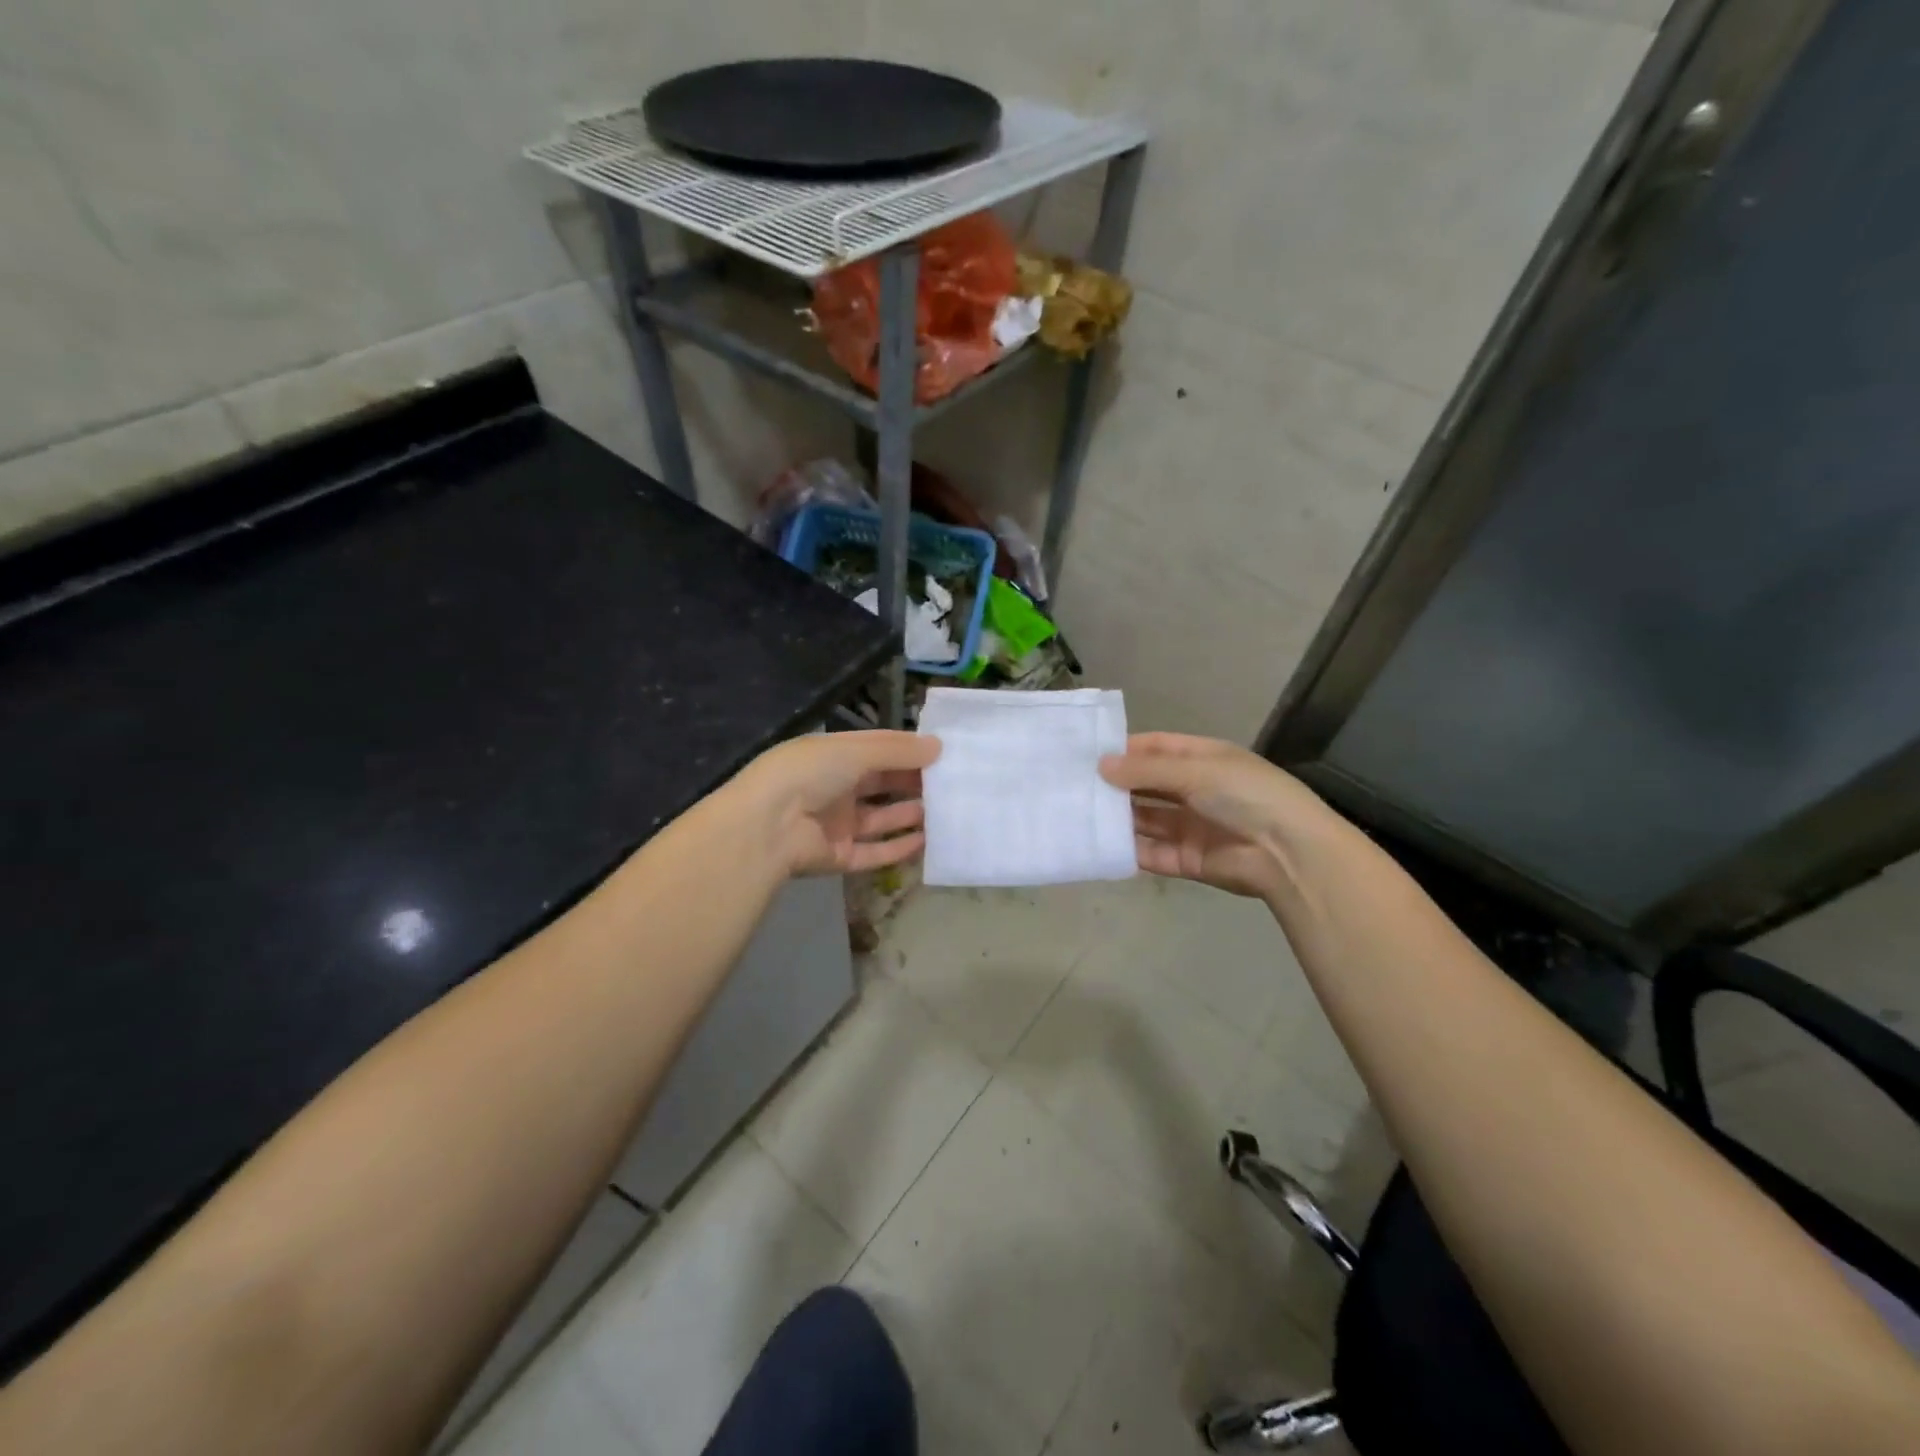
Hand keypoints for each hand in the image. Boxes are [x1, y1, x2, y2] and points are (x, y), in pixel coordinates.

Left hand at [735, 731, 941, 876]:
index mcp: (831, 756)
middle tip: (951, 782)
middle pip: (881, 783)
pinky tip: (926, 841)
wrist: (766, 827)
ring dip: (910, 814)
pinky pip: (873, 852)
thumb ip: (897, 751)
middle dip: (913, 781)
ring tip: (946, 810)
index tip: (942, 752)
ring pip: (880, 819)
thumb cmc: (808, 774)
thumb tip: (938, 747)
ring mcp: (835, 824)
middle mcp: (833, 788)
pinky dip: (898, 848)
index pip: (876, 749)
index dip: (907, 749)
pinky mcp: (837, 857)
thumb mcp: (854, 751)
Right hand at [1099, 732, 1328, 898]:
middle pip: (1147, 785)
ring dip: (1118, 817)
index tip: (1087, 753)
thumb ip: (1146, 771)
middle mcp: (1195, 790)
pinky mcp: (1186, 860)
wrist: (1288, 854)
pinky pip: (1151, 852)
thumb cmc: (1246, 795)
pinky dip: (1128, 849)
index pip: (1157, 748)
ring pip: (1145, 819)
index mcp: (1204, 760)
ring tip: (1079, 813)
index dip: (1125, 749)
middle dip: (1116, 785)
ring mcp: (1190, 826)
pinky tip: (1099, 843)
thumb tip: (1101, 766)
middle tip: (1073, 785)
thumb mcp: (1197, 771)